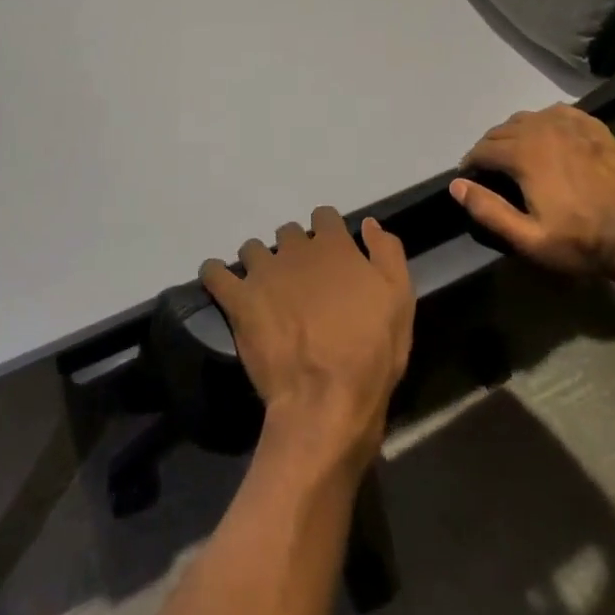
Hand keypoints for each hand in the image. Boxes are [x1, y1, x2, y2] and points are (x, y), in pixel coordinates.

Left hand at [200, 208, 414, 471]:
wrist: (327, 398)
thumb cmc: (372, 351)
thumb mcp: (400, 299)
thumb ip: (387, 253)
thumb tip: (369, 224)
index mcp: (335, 246)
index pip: (324, 216)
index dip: (326, 230)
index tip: (328, 251)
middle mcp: (296, 250)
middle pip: (288, 232)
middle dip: (292, 249)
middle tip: (299, 278)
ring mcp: (264, 273)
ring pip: (252, 249)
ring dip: (257, 261)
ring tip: (263, 287)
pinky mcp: (239, 301)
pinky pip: (215, 274)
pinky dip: (215, 273)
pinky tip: (218, 280)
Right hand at [451, 105, 614, 277]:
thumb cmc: (581, 241)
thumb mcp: (529, 238)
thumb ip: (488, 210)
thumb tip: (457, 186)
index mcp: (524, 154)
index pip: (483, 149)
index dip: (470, 163)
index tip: (469, 177)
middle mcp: (544, 129)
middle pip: (503, 129)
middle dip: (490, 147)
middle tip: (490, 169)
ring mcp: (573, 124)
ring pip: (530, 117)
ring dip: (515, 133)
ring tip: (516, 152)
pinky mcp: (596, 128)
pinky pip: (559, 113)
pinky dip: (545, 121)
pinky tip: (549, 135)